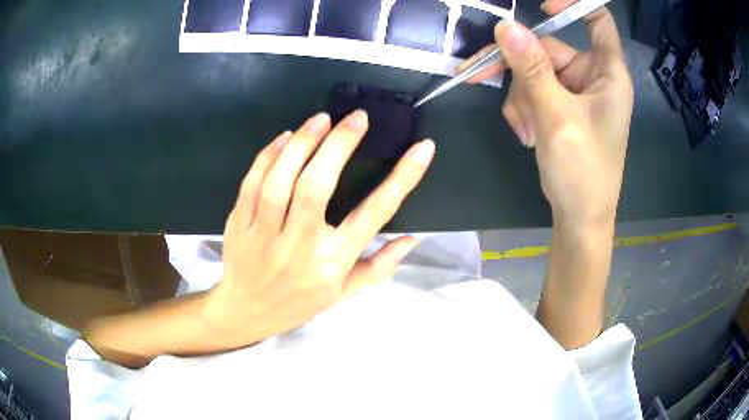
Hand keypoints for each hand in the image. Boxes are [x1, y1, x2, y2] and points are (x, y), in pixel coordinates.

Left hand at [204, 111, 434, 346]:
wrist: (246, 314)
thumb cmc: (299, 304)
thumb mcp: (343, 293)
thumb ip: (379, 266)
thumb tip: (413, 239)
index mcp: (333, 262)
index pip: (374, 214)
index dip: (402, 178)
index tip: (422, 148)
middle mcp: (301, 246)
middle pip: (318, 187)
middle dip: (340, 145)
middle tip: (357, 118)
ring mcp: (265, 234)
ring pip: (281, 181)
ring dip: (302, 144)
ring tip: (321, 119)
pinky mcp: (240, 224)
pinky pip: (252, 184)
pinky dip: (268, 157)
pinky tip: (284, 138)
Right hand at [460, 1, 633, 225]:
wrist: (580, 218)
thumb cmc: (583, 171)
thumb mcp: (557, 117)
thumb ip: (532, 70)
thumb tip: (504, 26)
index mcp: (607, 73)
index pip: (597, 20)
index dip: (572, 5)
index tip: (542, 7)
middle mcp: (592, 76)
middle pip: (548, 49)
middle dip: (518, 68)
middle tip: (478, 75)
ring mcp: (575, 92)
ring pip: (534, 73)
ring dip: (521, 98)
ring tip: (526, 131)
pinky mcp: (561, 107)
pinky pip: (533, 92)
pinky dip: (524, 110)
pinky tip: (528, 134)